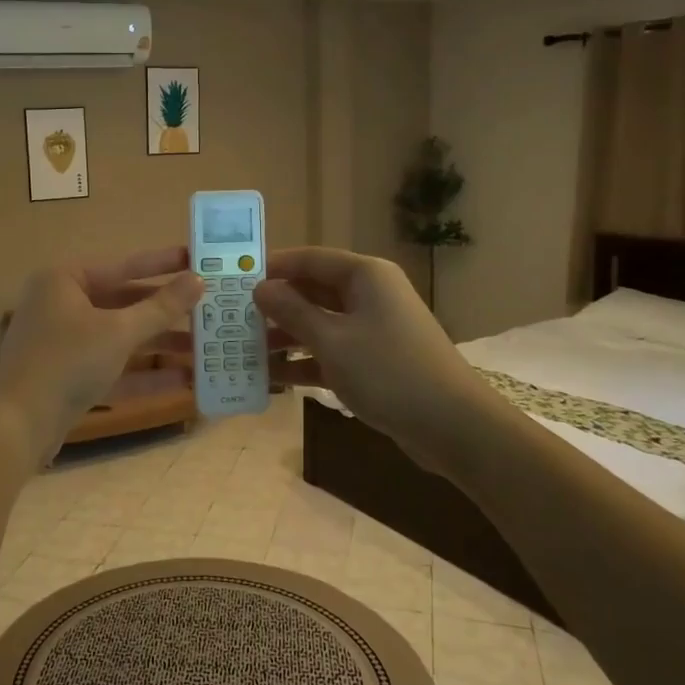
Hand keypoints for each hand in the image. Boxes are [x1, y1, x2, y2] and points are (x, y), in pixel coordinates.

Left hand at [0, 247, 202, 459]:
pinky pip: (112, 367)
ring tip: (204, 348)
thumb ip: (160, 307)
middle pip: (124, 302)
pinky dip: (143, 374)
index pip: (124, 265)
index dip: (163, 264)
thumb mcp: (118, 332)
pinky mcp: (68, 377)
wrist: (14, 426)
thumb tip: (197, 280)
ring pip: (120, 337)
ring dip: (159, 345)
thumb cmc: (66, 363)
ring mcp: (64, 343)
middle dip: (166, 312)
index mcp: (66, 280)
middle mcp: (62, 305)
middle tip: (210, 308)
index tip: (198, 259)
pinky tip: (183, 382)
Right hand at [253, 247, 474, 460]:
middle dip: (275, 306)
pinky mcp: (373, 360)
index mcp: (364, 276)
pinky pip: (330, 351)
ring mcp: (372, 329)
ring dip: (285, 336)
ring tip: (243, 350)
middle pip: (312, 290)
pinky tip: (271, 377)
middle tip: (233, 319)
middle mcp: (369, 294)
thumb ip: (292, 311)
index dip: (272, 268)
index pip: (309, 259)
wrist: (451, 425)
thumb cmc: (387, 371)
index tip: (234, 281)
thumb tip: (261, 288)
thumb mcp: (331, 340)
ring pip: (319, 323)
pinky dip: (304, 361)